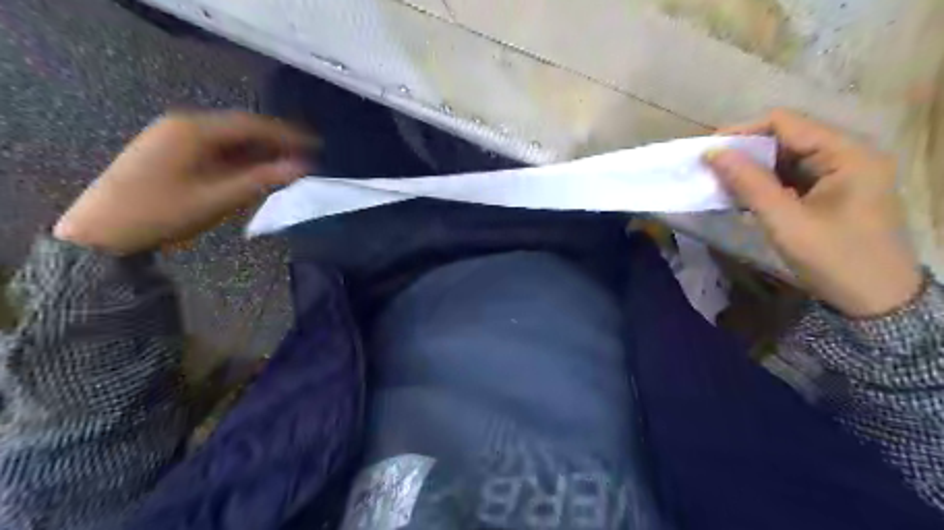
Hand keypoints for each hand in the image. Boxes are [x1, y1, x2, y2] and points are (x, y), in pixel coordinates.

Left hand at [51, 109, 312, 253]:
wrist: (103, 233)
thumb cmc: (163, 213)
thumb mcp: (218, 198)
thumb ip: (263, 179)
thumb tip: (302, 167)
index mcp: (193, 130)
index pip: (251, 125)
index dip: (287, 135)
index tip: (316, 145)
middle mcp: (183, 124)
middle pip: (240, 129)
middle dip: (275, 143)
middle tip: (306, 158)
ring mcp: (174, 136)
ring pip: (229, 140)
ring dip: (258, 152)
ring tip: (287, 167)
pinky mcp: (171, 151)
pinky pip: (215, 149)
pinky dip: (239, 159)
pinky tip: (255, 171)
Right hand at [708, 106, 922, 313]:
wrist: (877, 302)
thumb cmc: (834, 259)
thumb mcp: (785, 221)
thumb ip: (749, 183)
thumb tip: (712, 153)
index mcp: (847, 154)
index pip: (786, 123)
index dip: (743, 132)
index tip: (708, 151)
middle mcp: (847, 155)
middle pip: (787, 138)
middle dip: (745, 152)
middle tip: (710, 170)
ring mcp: (842, 174)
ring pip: (786, 159)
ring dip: (752, 170)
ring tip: (720, 183)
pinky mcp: (833, 192)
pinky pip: (792, 178)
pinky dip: (765, 184)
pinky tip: (742, 197)